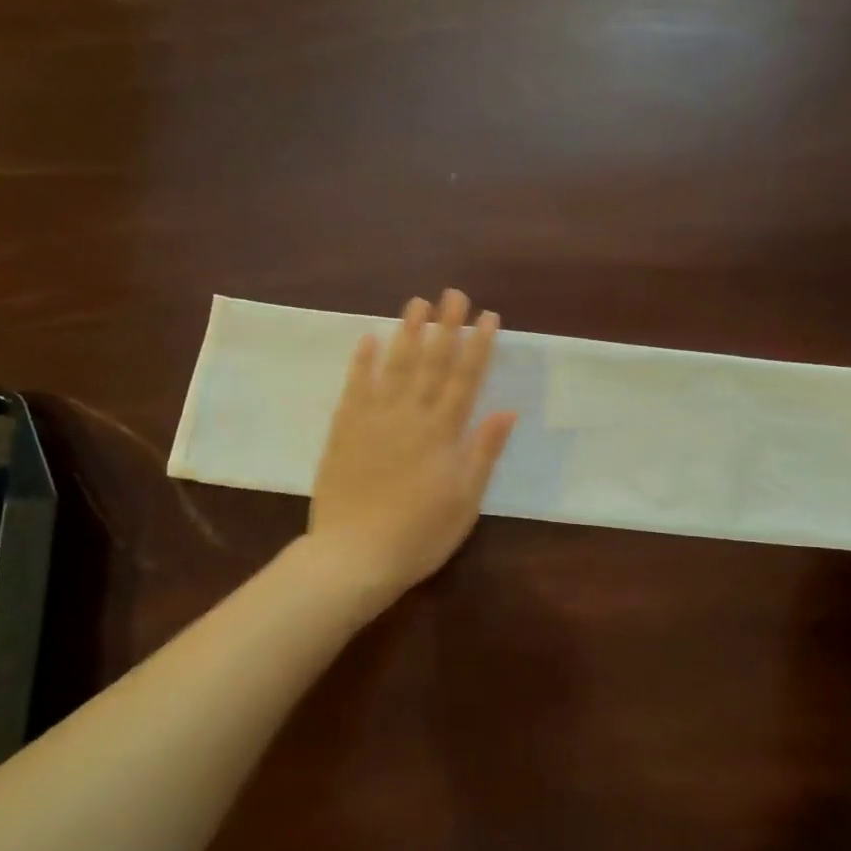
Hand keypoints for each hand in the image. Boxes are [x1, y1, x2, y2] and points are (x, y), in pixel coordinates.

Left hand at [306, 289, 517, 603]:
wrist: (354, 556)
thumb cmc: (420, 534)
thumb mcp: (465, 500)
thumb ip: (483, 452)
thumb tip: (507, 410)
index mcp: (442, 432)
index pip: (465, 378)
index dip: (478, 346)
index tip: (488, 316)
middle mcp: (410, 415)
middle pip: (431, 362)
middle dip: (446, 326)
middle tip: (454, 294)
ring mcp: (373, 419)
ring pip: (394, 366)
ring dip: (408, 333)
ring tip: (418, 303)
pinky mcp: (344, 430)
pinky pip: (355, 387)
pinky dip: (362, 361)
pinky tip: (369, 338)